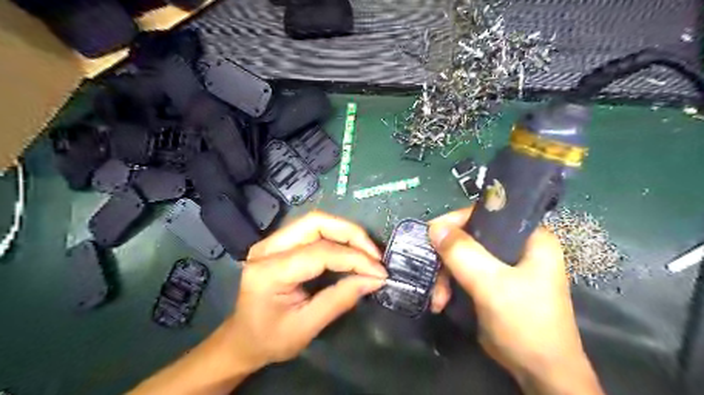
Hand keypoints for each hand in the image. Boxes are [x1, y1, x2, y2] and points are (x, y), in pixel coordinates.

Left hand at [223, 213, 386, 369]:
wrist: (241, 339)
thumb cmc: (270, 339)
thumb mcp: (307, 327)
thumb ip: (340, 299)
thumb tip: (374, 279)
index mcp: (269, 272)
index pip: (319, 253)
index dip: (354, 258)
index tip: (379, 272)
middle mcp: (267, 248)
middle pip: (316, 223)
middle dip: (351, 234)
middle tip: (374, 254)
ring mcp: (271, 242)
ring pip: (315, 222)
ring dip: (345, 232)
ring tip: (367, 252)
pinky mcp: (278, 242)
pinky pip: (312, 230)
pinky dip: (336, 236)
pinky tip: (350, 249)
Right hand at [427, 209, 602, 392]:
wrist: (540, 373)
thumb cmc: (525, 323)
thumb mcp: (491, 284)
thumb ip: (462, 253)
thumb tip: (434, 227)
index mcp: (530, 237)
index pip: (487, 214)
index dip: (456, 222)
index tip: (431, 235)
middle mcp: (518, 247)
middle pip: (471, 238)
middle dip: (447, 259)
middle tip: (432, 275)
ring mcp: (505, 266)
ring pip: (464, 257)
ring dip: (445, 276)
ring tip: (437, 299)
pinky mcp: (494, 283)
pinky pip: (464, 273)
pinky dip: (450, 285)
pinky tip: (441, 302)